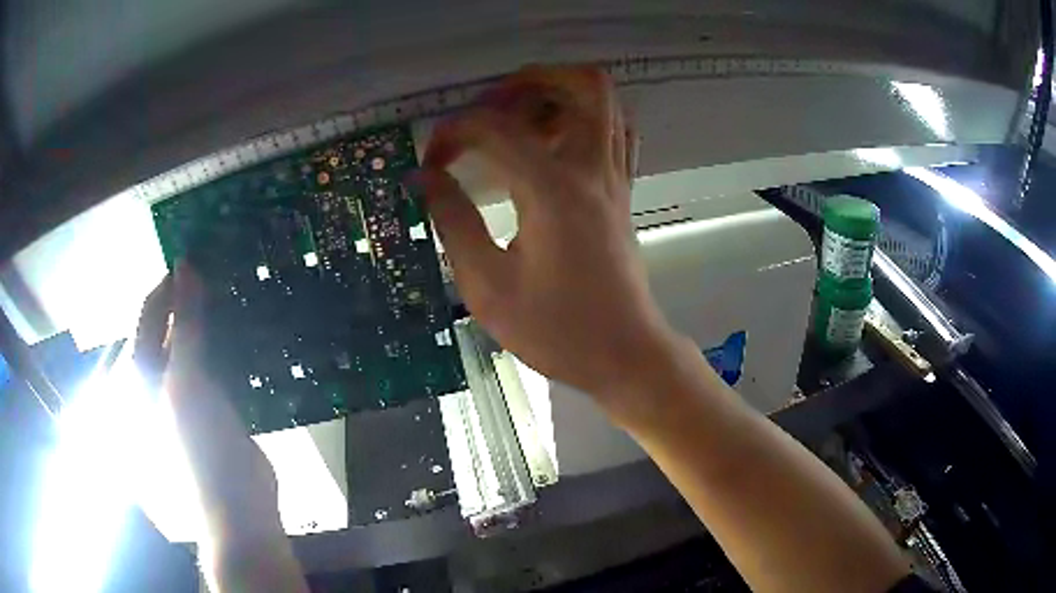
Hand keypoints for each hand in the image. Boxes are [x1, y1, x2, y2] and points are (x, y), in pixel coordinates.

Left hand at [135, 264, 280, 532]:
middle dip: (194, 296)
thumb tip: (185, 266)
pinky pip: (219, 361)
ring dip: (215, 316)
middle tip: (224, 266)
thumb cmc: (202, 446)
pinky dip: (231, 341)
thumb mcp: (188, 381)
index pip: (152, 311)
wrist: (239, 502)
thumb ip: (186, 325)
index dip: (171, 281)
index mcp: (146, 370)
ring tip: (238, 288)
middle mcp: (163, 374)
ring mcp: (190, 389)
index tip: (200, 251)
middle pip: (174, 323)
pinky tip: (250, 327)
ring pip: (199, 341)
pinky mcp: (217, 402)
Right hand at [419, 66, 684, 416]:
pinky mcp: (623, 191)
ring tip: (518, 121)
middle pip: (582, 84)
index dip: (452, 133)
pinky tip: (554, 144)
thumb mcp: (487, 286)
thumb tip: (424, 178)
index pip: (495, 126)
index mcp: (552, 190)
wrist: (624, 354)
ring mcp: (615, 177)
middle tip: (489, 108)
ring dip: (560, 95)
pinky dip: (585, 120)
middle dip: (529, 80)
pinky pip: (616, 131)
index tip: (431, 163)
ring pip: (606, 103)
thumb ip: (453, 221)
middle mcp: (592, 169)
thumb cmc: (557, 331)